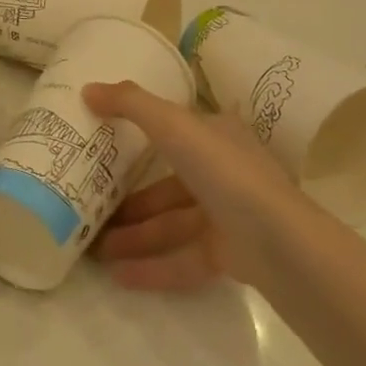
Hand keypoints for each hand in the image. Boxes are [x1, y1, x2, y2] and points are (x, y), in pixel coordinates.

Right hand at [83, 80, 296, 291]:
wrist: (278, 241)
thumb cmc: (224, 171)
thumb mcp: (173, 125)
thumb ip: (130, 104)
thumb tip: (87, 88)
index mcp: (216, 135)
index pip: (175, 129)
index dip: (141, 133)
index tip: (103, 144)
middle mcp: (223, 171)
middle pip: (168, 184)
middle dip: (130, 199)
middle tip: (91, 208)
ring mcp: (227, 215)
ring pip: (172, 224)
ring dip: (135, 236)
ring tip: (95, 249)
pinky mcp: (229, 255)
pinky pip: (182, 259)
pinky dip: (152, 267)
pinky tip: (117, 277)